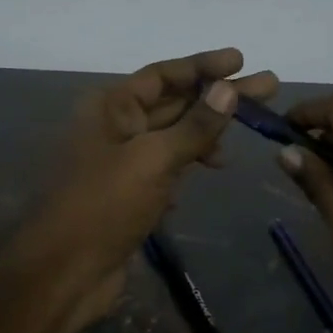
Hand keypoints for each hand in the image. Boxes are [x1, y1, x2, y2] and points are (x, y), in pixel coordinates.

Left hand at [5, 48, 277, 332]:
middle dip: (217, 97)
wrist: (64, 272)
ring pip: (170, 138)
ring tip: (244, 137)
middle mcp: (113, 127)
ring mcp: (120, 163)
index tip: (242, 61)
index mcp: (110, 107)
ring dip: (205, 135)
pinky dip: (185, 167)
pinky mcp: (127, 195)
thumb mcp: (154, 160)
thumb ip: (194, 125)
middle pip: (173, 103)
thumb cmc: (104, 206)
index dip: (203, 66)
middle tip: (268, 88)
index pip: (163, 75)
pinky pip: (163, 169)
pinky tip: (209, 171)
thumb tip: (228, 88)